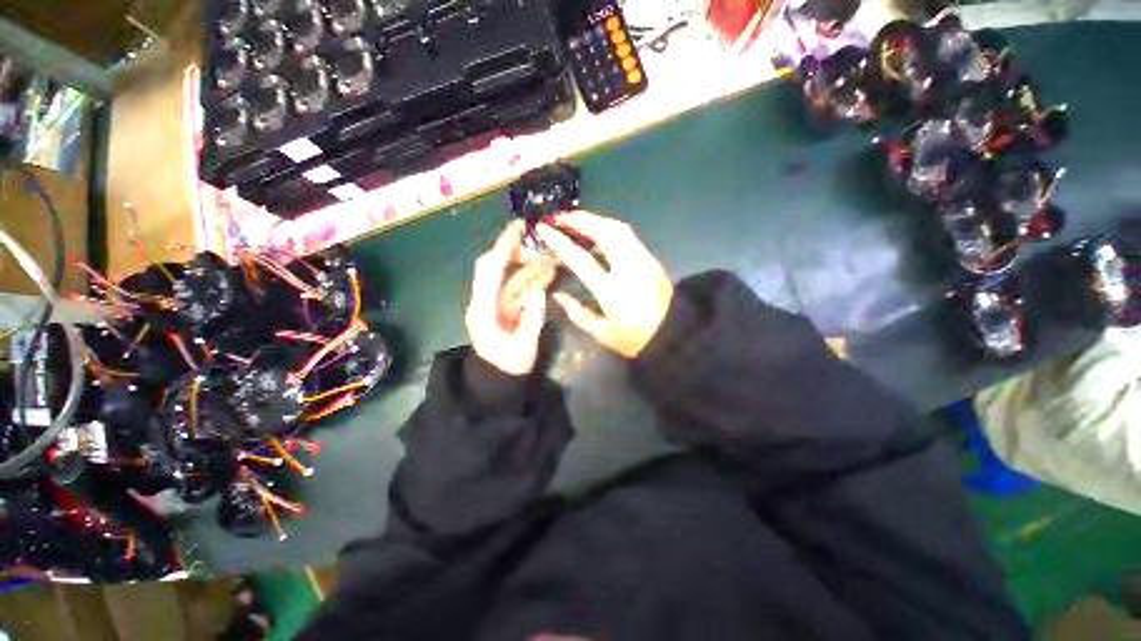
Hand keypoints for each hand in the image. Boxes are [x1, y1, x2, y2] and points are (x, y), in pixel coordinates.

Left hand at [466, 222, 556, 375]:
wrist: (497, 383)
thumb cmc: (508, 368)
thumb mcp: (524, 347)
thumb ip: (532, 318)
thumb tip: (538, 291)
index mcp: (483, 309)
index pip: (490, 270)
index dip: (503, 247)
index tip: (518, 228)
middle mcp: (484, 301)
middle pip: (495, 267)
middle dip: (516, 254)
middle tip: (540, 248)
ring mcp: (493, 305)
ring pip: (509, 278)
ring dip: (528, 269)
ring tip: (551, 263)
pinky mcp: (502, 309)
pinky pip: (515, 290)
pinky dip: (529, 281)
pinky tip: (546, 276)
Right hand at [536, 211, 672, 357]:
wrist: (675, 335)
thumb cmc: (636, 339)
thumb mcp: (603, 333)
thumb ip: (578, 314)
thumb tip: (558, 295)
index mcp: (612, 290)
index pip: (581, 259)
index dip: (560, 242)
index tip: (544, 228)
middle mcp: (628, 268)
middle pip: (605, 233)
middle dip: (581, 220)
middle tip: (561, 217)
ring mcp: (643, 261)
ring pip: (619, 229)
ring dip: (596, 221)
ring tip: (578, 221)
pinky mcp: (651, 260)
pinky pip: (628, 236)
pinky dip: (610, 229)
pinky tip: (599, 235)